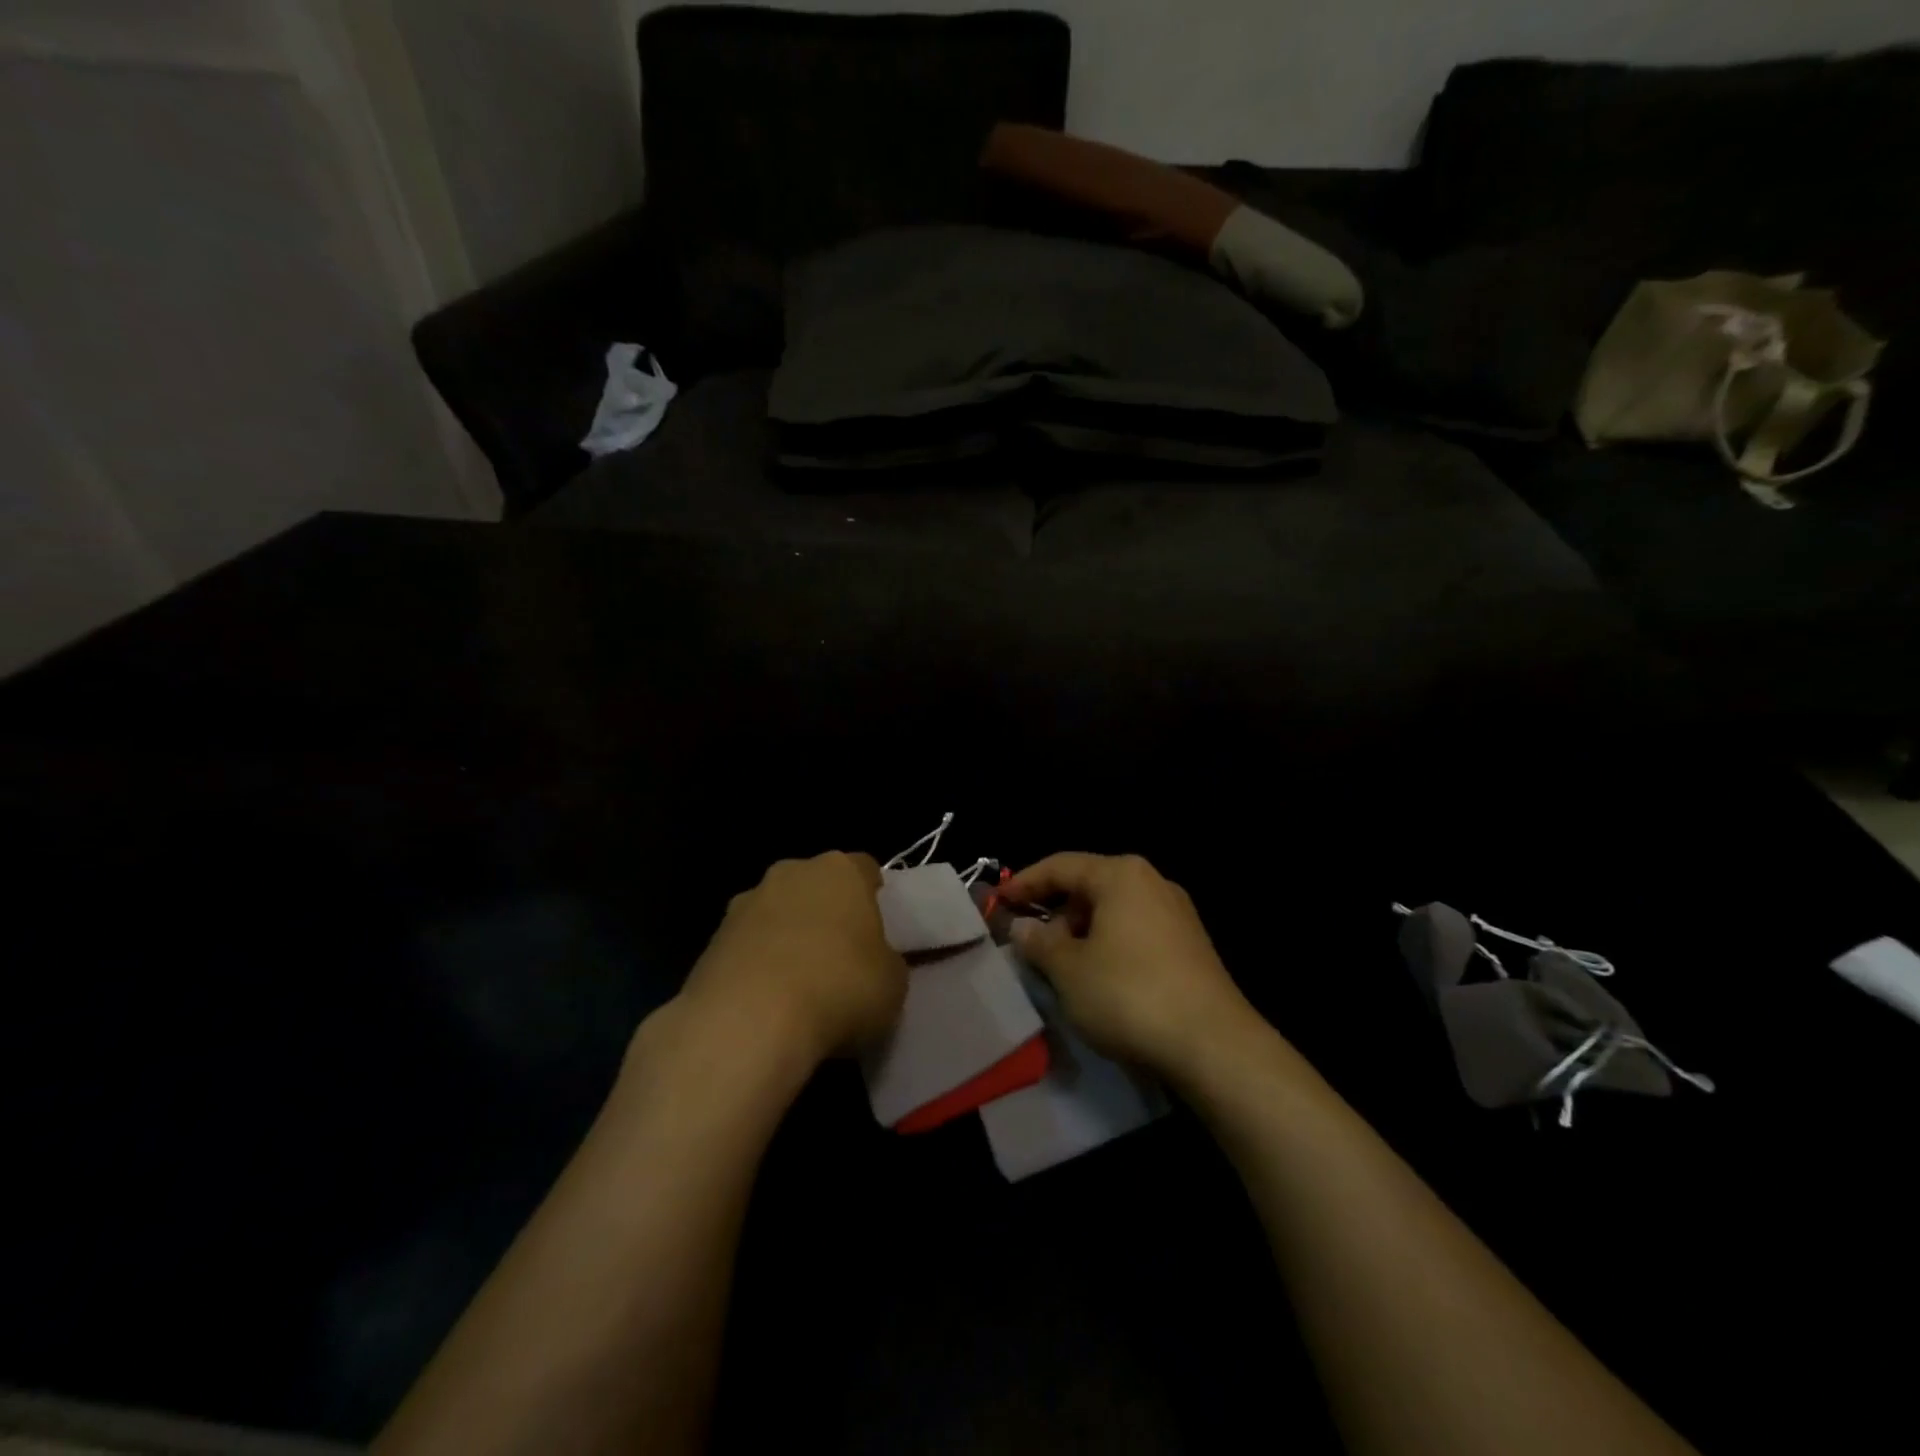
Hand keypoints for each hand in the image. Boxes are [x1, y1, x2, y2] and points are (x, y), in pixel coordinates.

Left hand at [676, 852, 906, 1069]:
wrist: (748, 1023)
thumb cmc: (839, 988)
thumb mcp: (893, 982)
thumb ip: (887, 961)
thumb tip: (875, 963)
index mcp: (841, 870)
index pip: (865, 869)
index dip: (874, 897)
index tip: (879, 928)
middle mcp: (790, 873)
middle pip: (815, 886)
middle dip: (826, 914)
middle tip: (842, 958)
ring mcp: (744, 904)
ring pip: (776, 915)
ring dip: (787, 940)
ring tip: (800, 990)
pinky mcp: (710, 942)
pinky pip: (746, 949)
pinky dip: (756, 969)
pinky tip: (766, 1007)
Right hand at [1004, 853, 1262, 1077]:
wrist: (1215, 1045)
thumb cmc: (1129, 995)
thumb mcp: (1069, 971)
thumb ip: (1040, 942)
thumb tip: (1023, 927)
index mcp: (1121, 875)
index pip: (1060, 866)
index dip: (1024, 883)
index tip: (997, 903)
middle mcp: (1152, 882)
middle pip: (1089, 885)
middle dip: (1054, 910)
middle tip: (1027, 939)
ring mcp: (1177, 914)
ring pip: (1113, 910)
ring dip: (1080, 930)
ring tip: (1058, 963)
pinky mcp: (1191, 946)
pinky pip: (1135, 931)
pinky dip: (1107, 944)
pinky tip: (1097, 976)